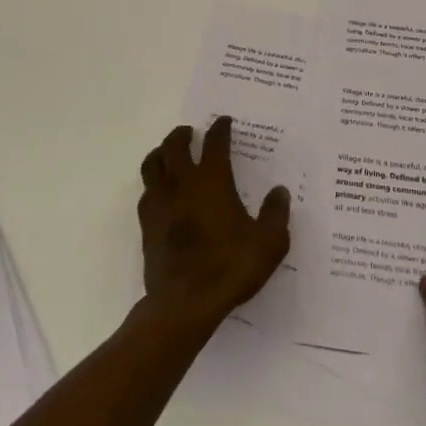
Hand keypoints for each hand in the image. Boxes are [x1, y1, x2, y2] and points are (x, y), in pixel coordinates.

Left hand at [137, 116, 289, 333]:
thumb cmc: (230, 267)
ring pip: (152, 164)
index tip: (224, 122)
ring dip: (161, 153)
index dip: (220, 129)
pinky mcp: (147, 224)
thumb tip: (279, 191)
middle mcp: (182, 183)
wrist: (185, 303)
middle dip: (183, 134)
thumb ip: (275, 214)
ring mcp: (160, 202)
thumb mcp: (268, 243)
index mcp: (212, 180)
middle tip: (191, 132)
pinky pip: (146, 192)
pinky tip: (161, 192)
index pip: (215, 143)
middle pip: (174, 145)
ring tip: (168, 153)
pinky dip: (153, 184)